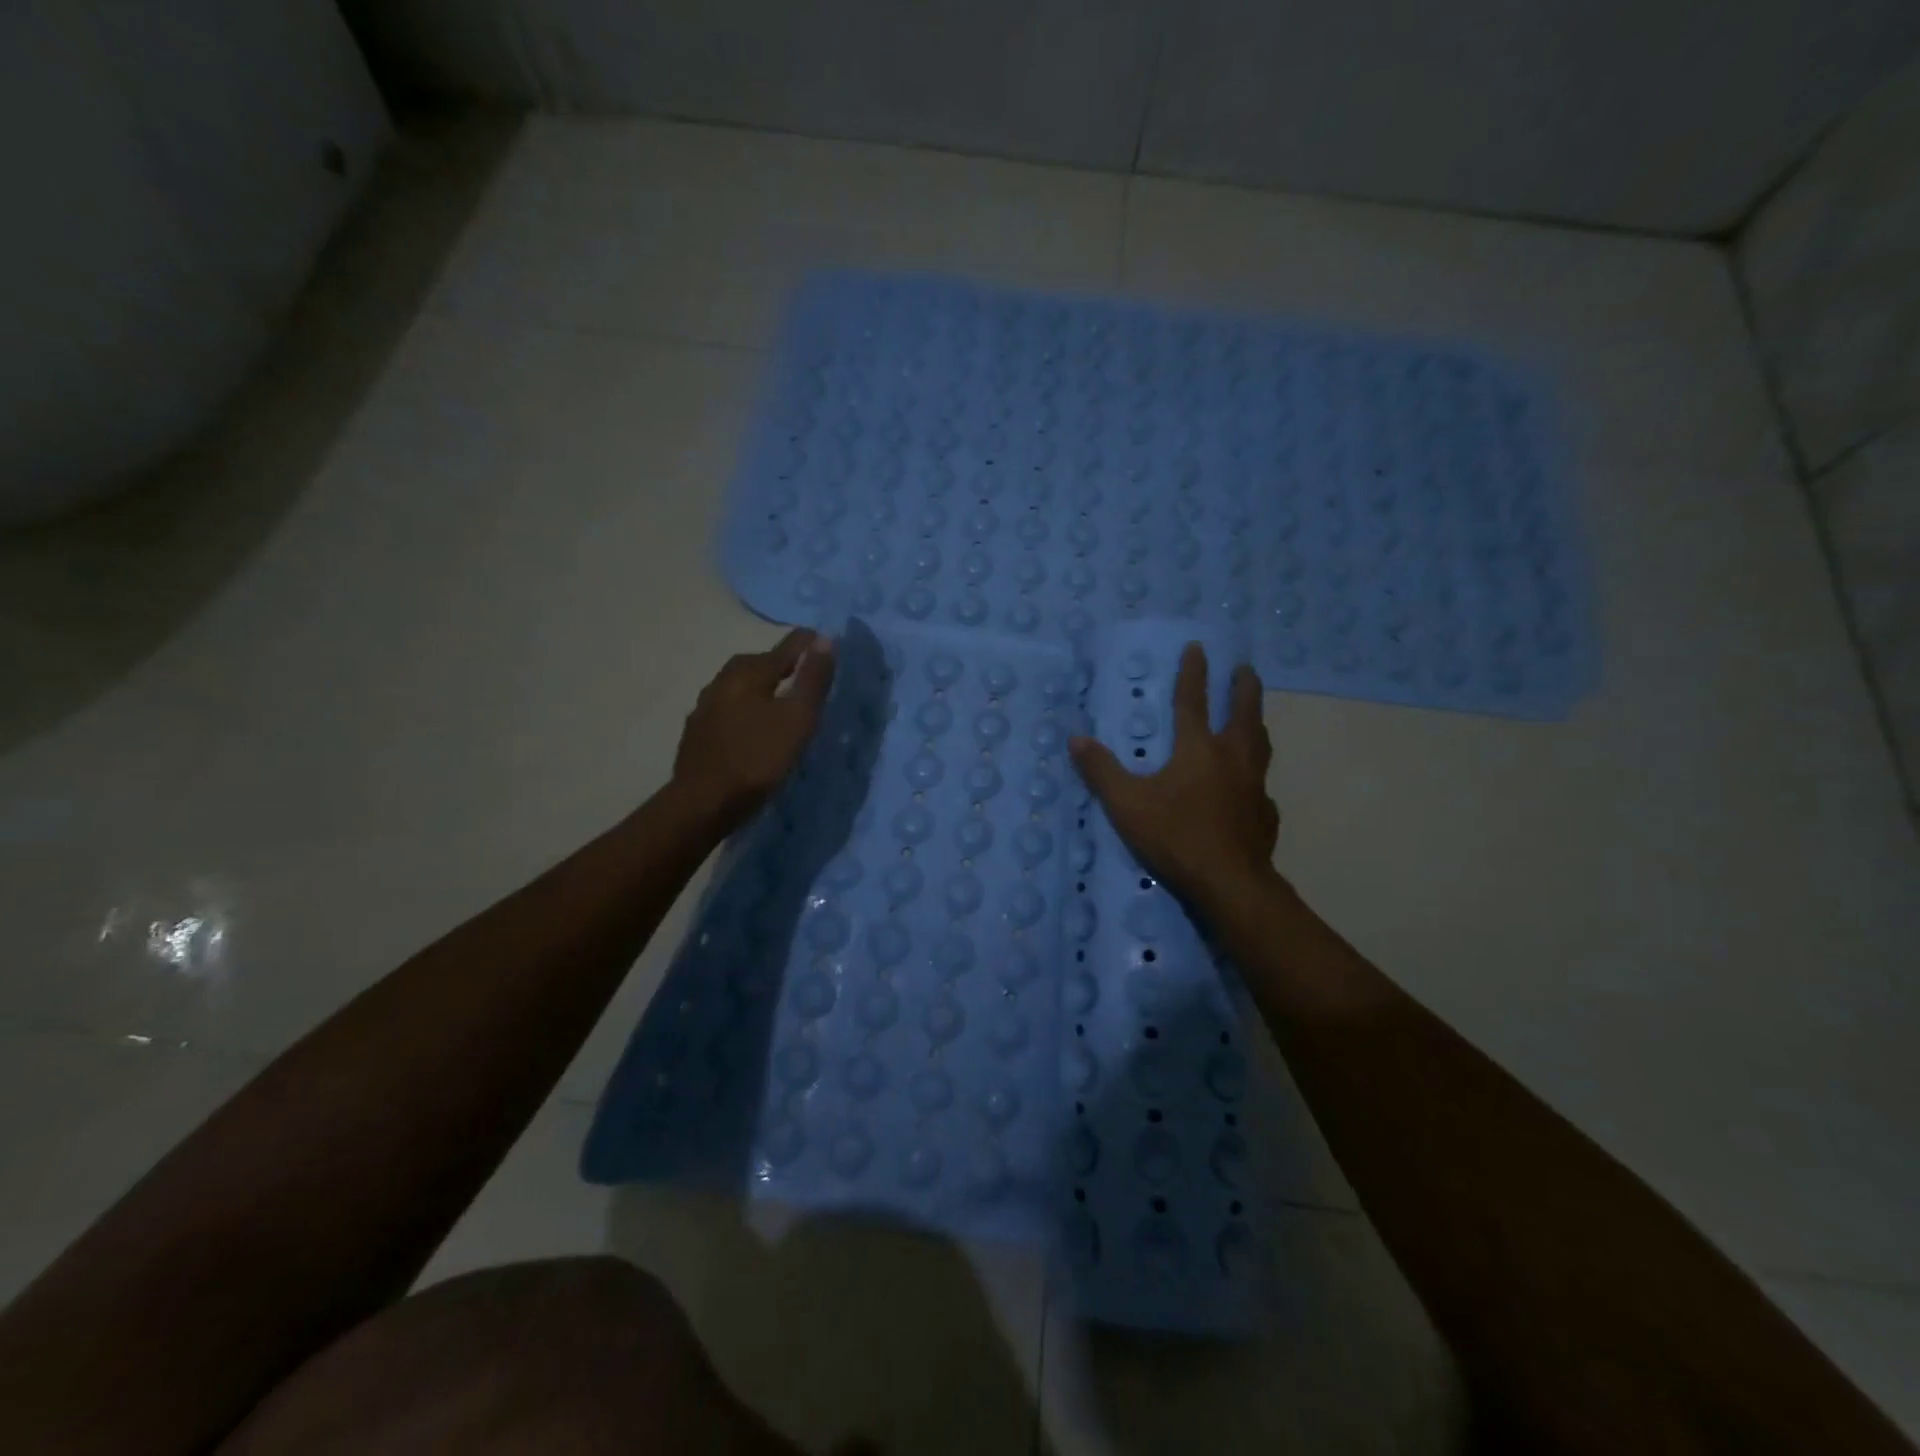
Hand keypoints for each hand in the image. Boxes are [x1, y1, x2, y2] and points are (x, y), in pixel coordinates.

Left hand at [673, 629, 835, 829]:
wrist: (702, 803)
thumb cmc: (757, 759)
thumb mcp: (797, 719)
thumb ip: (812, 680)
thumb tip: (824, 639)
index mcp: (747, 674)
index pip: (784, 648)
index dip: (806, 644)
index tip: (823, 641)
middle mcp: (722, 682)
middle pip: (755, 663)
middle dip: (779, 662)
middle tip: (802, 670)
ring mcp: (705, 708)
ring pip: (738, 686)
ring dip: (760, 686)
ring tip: (780, 699)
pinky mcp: (698, 734)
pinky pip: (727, 709)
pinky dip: (745, 709)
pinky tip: (752, 725)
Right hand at [1069, 643, 1279, 912]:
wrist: (1229, 884)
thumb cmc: (1176, 837)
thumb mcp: (1127, 804)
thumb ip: (1101, 771)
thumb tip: (1076, 739)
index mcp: (1199, 749)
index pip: (1193, 701)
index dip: (1193, 673)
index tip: (1198, 647)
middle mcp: (1233, 759)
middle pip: (1244, 713)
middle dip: (1243, 687)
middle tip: (1244, 669)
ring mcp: (1255, 786)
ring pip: (1261, 744)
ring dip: (1256, 723)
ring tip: (1253, 717)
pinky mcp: (1265, 815)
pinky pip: (1261, 786)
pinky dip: (1255, 776)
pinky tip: (1249, 788)